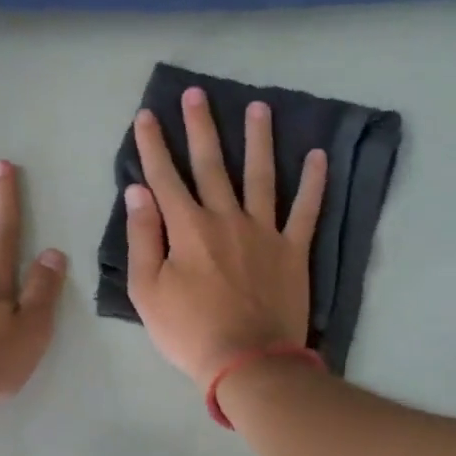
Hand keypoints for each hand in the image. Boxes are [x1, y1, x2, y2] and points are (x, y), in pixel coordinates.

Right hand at [125, 87, 325, 389]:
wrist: (248, 361)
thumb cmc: (189, 331)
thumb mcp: (147, 291)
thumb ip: (142, 238)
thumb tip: (137, 192)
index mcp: (187, 229)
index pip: (165, 177)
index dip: (153, 145)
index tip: (147, 116)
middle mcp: (226, 218)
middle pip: (212, 165)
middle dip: (201, 127)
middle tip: (197, 94)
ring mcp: (264, 232)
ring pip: (261, 175)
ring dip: (258, 139)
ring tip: (258, 107)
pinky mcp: (293, 250)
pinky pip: (306, 210)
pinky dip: (314, 183)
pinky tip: (318, 155)